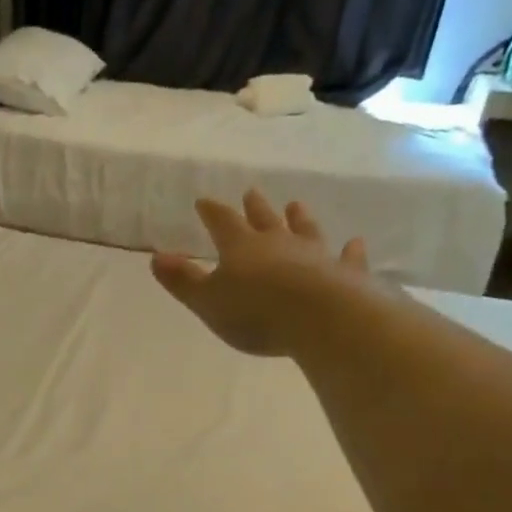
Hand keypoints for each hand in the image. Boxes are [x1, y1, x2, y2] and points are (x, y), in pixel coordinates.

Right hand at [151, 191, 374, 357]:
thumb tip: (156, 257)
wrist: (320, 318)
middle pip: (264, 220)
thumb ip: (183, 281)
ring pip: (305, 230)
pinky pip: (347, 258)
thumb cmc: (255, 312)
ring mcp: (315, 255)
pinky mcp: (345, 273)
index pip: (222, 222)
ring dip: (299, 218)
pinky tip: (355, 243)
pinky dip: (350, 251)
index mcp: (242, 247)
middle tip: (251, 193)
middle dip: (254, 208)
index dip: (212, 212)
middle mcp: (279, 243)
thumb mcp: (207, 301)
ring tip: (296, 205)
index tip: (204, 201)